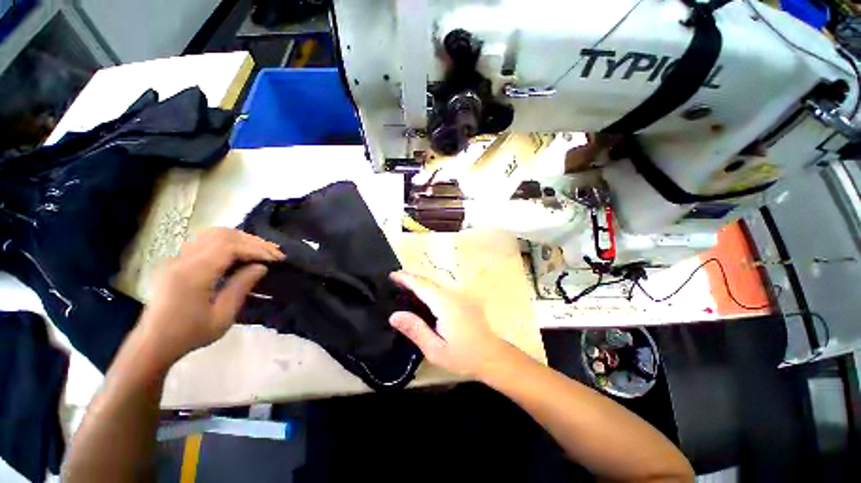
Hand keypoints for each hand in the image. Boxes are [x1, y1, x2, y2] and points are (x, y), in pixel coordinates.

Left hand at [134, 228, 284, 367]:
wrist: (153, 344)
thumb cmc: (190, 334)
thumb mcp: (222, 317)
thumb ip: (241, 287)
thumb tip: (261, 267)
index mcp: (193, 274)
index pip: (229, 247)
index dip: (257, 249)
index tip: (277, 258)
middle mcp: (183, 260)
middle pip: (222, 235)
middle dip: (252, 241)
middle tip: (273, 252)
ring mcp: (178, 258)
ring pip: (213, 234)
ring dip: (241, 238)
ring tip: (260, 250)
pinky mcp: (178, 261)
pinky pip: (205, 241)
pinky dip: (227, 241)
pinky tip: (239, 252)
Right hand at [389, 271, 511, 378]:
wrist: (492, 356)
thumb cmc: (463, 356)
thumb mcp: (435, 349)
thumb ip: (415, 330)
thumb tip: (394, 315)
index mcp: (445, 304)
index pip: (422, 285)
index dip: (406, 278)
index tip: (392, 274)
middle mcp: (453, 294)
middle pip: (429, 281)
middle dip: (412, 278)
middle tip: (395, 279)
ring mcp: (461, 295)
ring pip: (437, 284)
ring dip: (421, 282)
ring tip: (406, 285)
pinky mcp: (465, 299)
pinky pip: (443, 289)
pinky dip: (430, 288)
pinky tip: (425, 295)